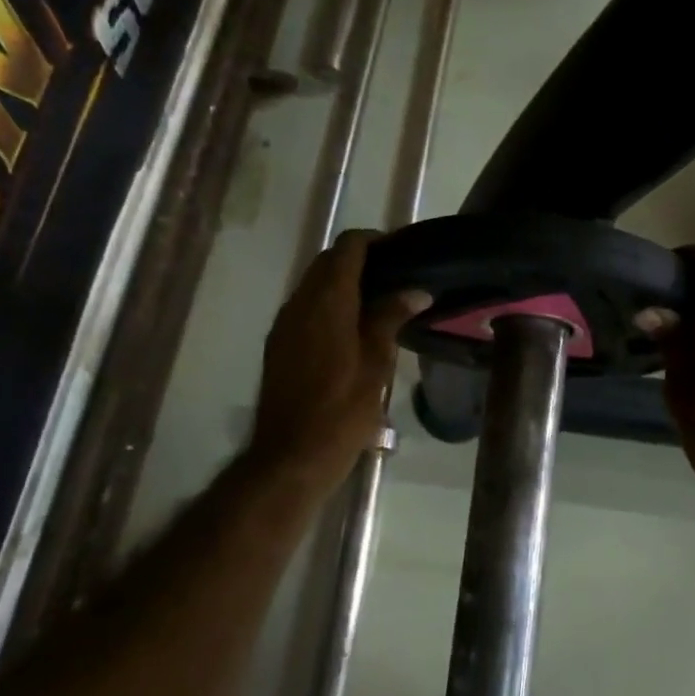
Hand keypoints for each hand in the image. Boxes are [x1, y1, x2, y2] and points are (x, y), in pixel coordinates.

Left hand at [247, 230, 430, 494]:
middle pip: (328, 262)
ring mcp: (284, 323)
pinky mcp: (278, 344)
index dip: (374, 240)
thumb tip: (415, 290)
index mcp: (328, 300)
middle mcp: (300, 302)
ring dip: (342, 282)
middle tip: (395, 277)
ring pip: (313, 284)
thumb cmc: (342, 409)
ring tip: (378, 301)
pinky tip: (351, 327)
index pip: (348, 247)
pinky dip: (328, 303)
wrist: (291, 454)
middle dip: (359, 259)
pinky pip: (305, 307)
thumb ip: (391, 317)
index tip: (401, 251)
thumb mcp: (376, 363)